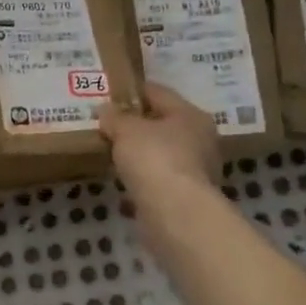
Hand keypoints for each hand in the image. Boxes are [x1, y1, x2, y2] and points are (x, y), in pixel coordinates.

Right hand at [98, 84, 220, 200]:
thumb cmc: (154, 158)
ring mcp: (196, 170)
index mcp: (191, 115)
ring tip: (111, 151)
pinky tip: (122, 179)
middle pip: (163, 124)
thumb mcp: (126, 129)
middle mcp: (200, 140)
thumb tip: (105, 110)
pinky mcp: (186, 196)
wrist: (175, 213)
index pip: (159, 93)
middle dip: (136, 124)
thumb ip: (114, 117)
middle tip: (108, 124)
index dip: (133, 91)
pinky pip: (158, 178)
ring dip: (139, 153)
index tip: (110, 93)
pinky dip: (142, 177)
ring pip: (161, 153)